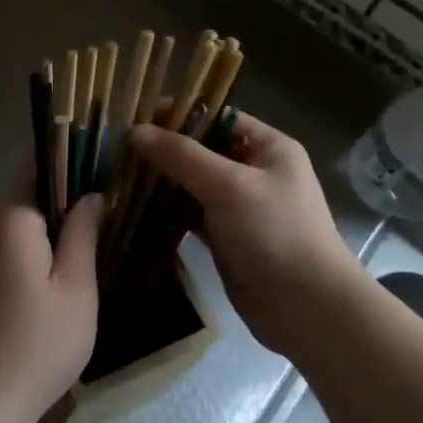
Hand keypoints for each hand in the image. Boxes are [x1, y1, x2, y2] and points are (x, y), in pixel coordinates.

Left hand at [0, 178, 103, 422]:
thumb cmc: (36, 345)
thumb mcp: (76, 289)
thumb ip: (83, 234)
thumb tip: (91, 195)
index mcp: (10, 221)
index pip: (35, 168)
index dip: (68, 161)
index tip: (100, 165)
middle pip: (24, 200)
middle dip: (61, 201)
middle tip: (104, 212)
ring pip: (14, 232)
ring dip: (45, 233)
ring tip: (85, 247)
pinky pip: (1, 257)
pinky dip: (28, 258)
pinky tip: (50, 284)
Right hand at [129, 113, 365, 357]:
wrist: (307, 308)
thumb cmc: (276, 233)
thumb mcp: (229, 186)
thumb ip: (182, 156)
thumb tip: (135, 131)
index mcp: (267, 147)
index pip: (216, 116)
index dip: (177, 114)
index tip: (133, 116)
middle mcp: (254, 170)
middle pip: (201, 149)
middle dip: (162, 149)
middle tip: (115, 148)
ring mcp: (239, 206)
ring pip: (192, 183)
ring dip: (161, 181)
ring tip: (117, 174)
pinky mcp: (226, 236)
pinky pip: (190, 214)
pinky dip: (166, 211)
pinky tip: (134, 208)